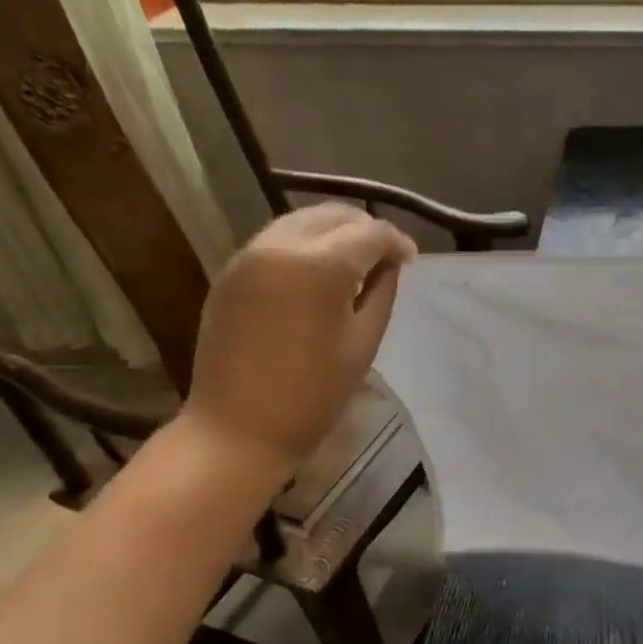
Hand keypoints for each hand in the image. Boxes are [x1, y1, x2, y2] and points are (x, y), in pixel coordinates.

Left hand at [183, 204, 416, 470]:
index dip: (397, 242)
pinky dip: (304, 245)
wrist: (237, 428)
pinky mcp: (231, 273)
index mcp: (320, 266)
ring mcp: (248, 256)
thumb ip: (381, 293)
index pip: (370, 233)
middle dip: (365, 229)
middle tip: (386, 257)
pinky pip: (276, 241)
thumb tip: (388, 265)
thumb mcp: (363, 344)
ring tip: (354, 264)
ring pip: (301, 221)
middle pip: (332, 214)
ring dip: (333, 233)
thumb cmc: (313, 395)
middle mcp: (280, 247)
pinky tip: (318, 275)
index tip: (412, 261)